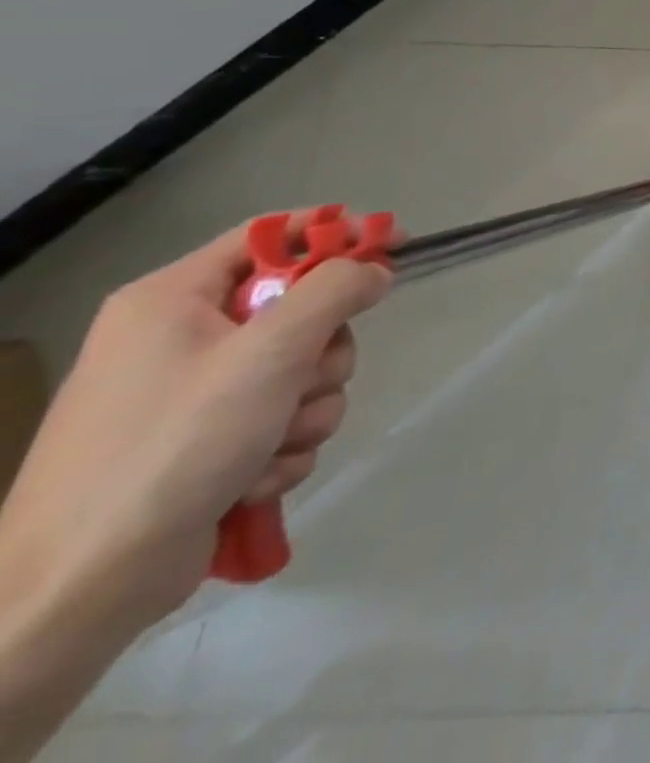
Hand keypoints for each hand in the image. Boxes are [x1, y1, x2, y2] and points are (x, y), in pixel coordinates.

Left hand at [0, 215, 391, 633]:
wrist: (80, 588)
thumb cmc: (172, 447)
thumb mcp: (270, 353)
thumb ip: (335, 292)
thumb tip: (374, 269)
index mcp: (173, 300)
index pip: (271, 236)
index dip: (338, 234)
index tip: (396, 248)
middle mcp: (181, 338)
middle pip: (302, 311)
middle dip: (322, 354)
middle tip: (302, 383)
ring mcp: (195, 395)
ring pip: (304, 372)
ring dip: (308, 409)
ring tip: (270, 446)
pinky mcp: (209, 443)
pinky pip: (285, 419)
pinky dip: (284, 447)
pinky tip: (252, 478)